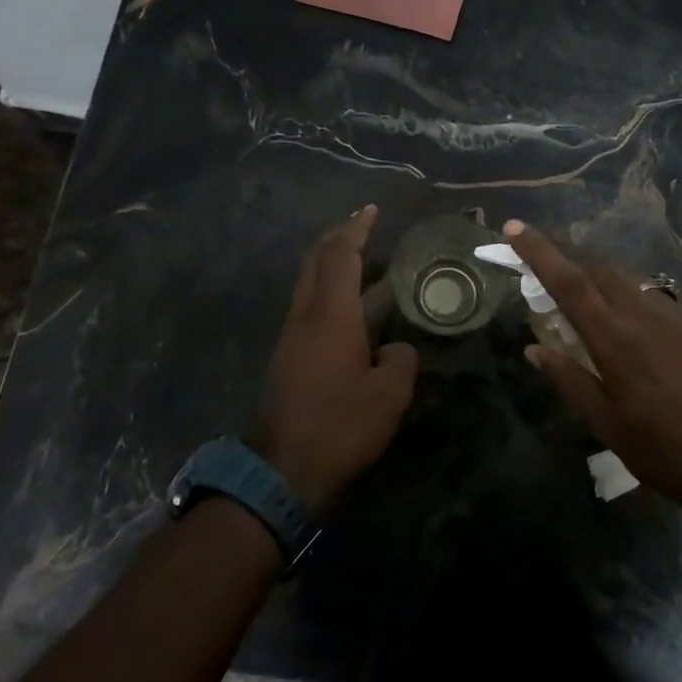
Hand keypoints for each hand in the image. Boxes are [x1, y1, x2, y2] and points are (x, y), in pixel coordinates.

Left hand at [251, 206, 418, 513]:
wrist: (280, 471)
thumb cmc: (339, 427)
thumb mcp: (388, 396)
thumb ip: (400, 361)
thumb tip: (395, 348)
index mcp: (331, 316)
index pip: (341, 257)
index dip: (357, 230)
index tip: (371, 210)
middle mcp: (305, 316)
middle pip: (315, 260)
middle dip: (338, 236)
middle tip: (363, 224)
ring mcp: (290, 335)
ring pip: (307, 281)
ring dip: (330, 262)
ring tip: (360, 258)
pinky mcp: (286, 356)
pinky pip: (307, 303)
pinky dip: (326, 287)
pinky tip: (346, 303)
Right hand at [504, 220, 681, 517]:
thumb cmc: (660, 451)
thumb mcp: (604, 423)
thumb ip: (567, 378)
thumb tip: (534, 348)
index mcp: (613, 340)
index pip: (567, 282)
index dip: (538, 251)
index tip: (515, 227)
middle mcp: (645, 316)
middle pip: (600, 270)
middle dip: (571, 259)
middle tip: (551, 269)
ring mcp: (680, 317)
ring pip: (632, 283)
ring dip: (605, 283)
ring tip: (594, 305)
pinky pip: (662, 303)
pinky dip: (638, 306)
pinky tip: (642, 334)